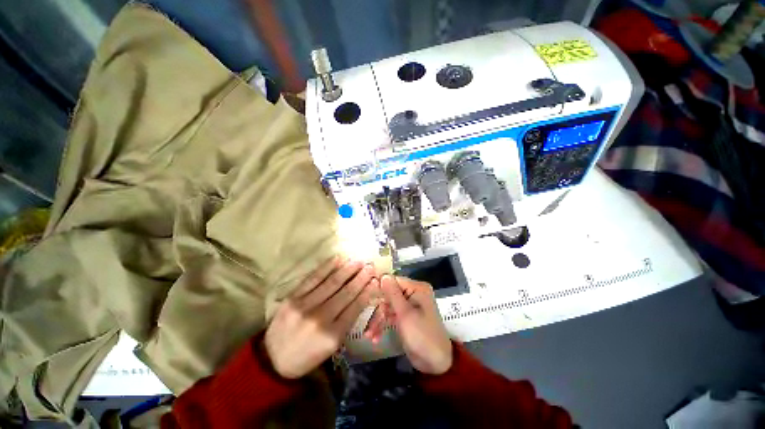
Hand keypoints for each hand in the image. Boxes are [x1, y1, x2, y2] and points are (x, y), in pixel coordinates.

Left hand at [264, 257, 377, 378]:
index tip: (376, 280)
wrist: (272, 359)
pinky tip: (337, 259)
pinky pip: (313, 278)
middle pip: (346, 293)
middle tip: (370, 266)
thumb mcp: (332, 347)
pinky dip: (326, 267)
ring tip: (358, 261)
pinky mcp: (293, 297)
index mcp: (332, 335)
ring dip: (347, 270)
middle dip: (361, 278)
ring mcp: (305, 305)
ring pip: (332, 283)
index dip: (367, 292)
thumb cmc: (307, 355)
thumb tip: (361, 298)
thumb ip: (347, 322)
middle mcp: (320, 318)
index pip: (355, 308)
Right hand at [367, 275, 452, 374]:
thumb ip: (393, 293)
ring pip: (388, 306)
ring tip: (368, 335)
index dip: (380, 286)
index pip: (394, 280)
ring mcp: (409, 306)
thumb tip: (383, 275)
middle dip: (378, 308)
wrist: (436, 363)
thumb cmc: (422, 335)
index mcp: (417, 288)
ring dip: (378, 320)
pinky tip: (374, 338)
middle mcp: (413, 294)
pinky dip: (383, 325)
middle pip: (389, 294)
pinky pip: (391, 316)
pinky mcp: (405, 317)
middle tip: (364, 317)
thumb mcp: (405, 313)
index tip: (365, 293)